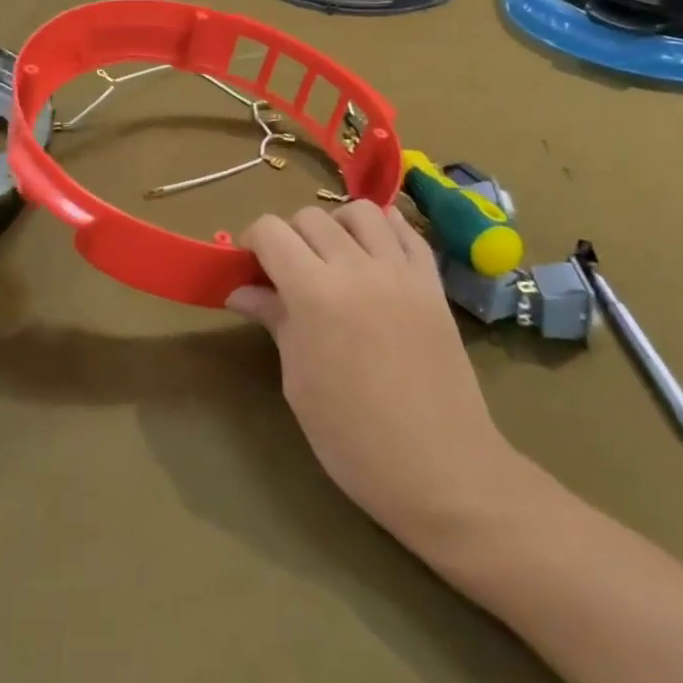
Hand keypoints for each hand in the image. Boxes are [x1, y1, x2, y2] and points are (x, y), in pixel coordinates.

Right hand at [231, 202, 522, 546]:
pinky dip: (384, 229)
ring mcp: (401, 271)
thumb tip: (240, 290)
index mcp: (315, 293)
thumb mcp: (299, 382)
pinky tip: (374, 253)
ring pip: (360, 212)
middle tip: (287, 271)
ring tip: (334, 257)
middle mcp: (357, 267)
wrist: (442, 469)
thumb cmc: (354, 438)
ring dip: (336, 225)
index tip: (249, 264)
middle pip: (310, 216)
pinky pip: (406, 231)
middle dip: (289, 235)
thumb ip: (274, 321)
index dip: (252, 240)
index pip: (271, 231)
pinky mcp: (433, 282)